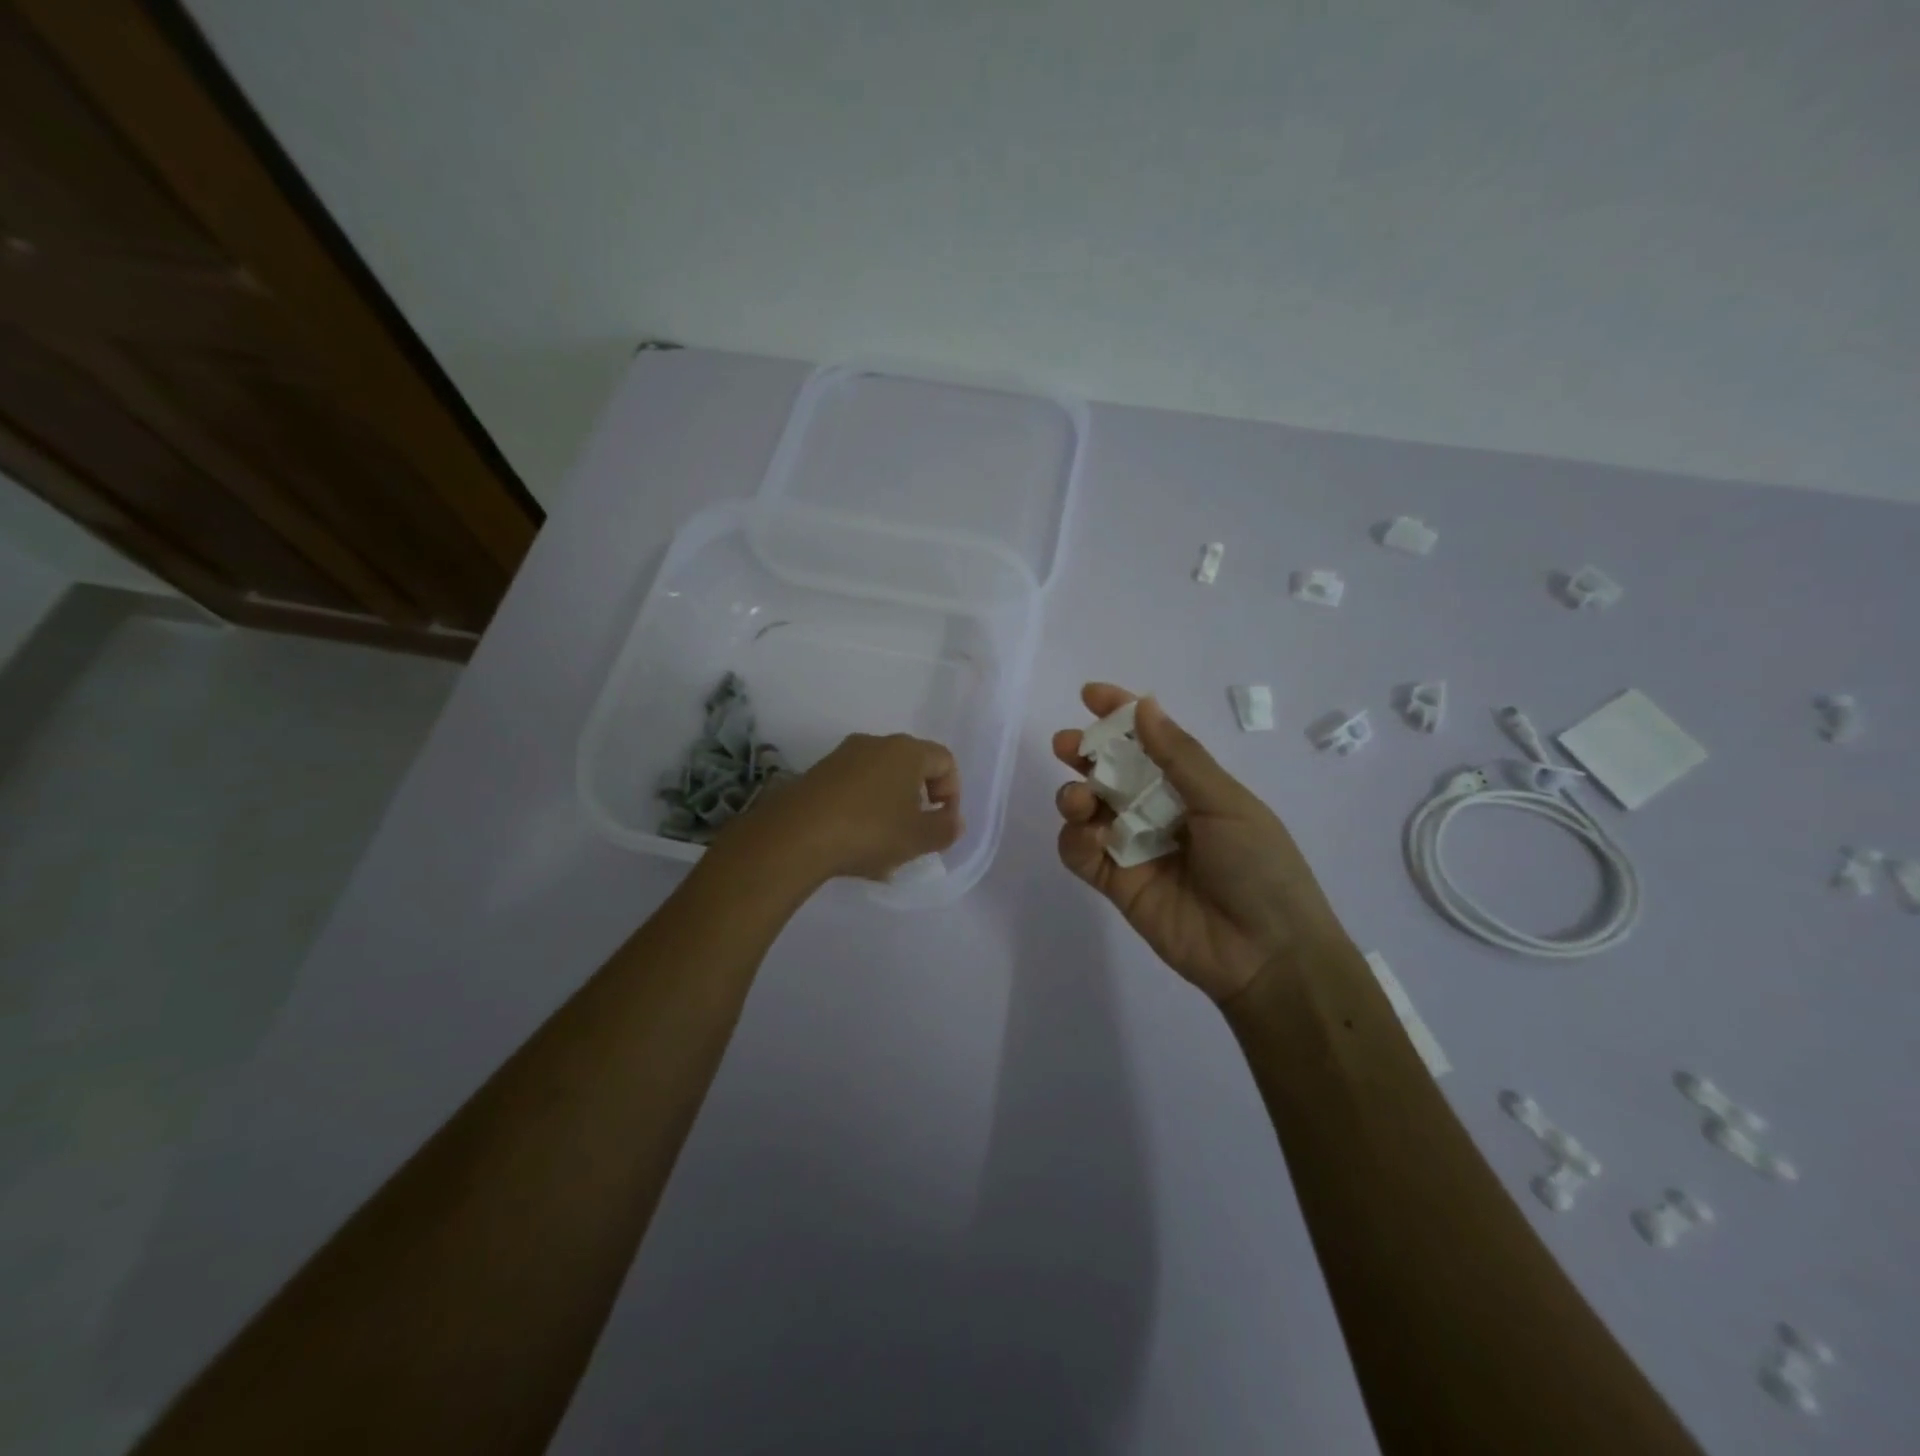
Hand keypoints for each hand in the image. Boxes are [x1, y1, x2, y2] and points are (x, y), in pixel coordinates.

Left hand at [725, 733, 963, 881]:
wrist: (794, 836)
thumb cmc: (869, 831)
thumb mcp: (918, 838)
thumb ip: (946, 828)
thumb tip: (952, 819)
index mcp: (906, 751)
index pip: (944, 760)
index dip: (952, 793)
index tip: (941, 823)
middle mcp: (875, 744)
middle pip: (910, 768)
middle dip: (918, 802)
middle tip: (914, 835)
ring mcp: (841, 757)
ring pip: (879, 780)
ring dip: (889, 809)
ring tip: (883, 848)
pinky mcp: (816, 774)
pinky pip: (852, 789)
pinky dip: (861, 811)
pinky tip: (853, 844)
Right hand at [1052, 684, 1341, 1002]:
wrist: (1267, 954)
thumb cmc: (1259, 866)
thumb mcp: (1226, 802)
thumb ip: (1179, 756)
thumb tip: (1144, 705)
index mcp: (1192, 786)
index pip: (1149, 741)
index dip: (1120, 715)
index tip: (1090, 695)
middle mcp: (1159, 811)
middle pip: (1110, 773)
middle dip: (1084, 754)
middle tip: (1066, 747)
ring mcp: (1135, 848)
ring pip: (1089, 811)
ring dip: (1075, 796)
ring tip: (1081, 800)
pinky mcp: (1117, 884)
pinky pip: (1082, 854)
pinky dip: (1074, 839)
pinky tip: (1087, 836)